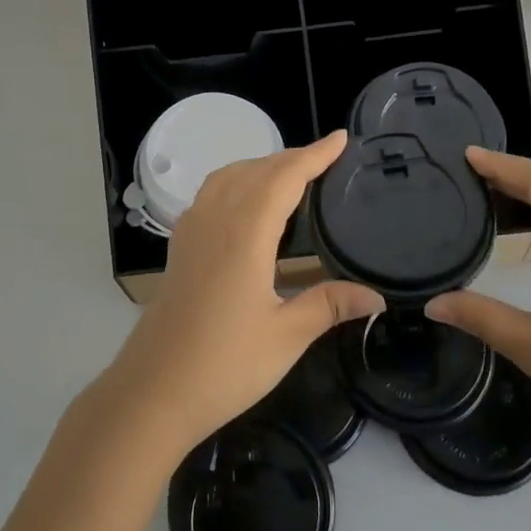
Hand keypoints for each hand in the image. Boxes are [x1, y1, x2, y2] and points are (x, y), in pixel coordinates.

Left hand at [99, 131, 383, 453]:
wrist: (153, 392)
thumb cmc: (224, 366)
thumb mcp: (286, 337)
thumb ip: (329, 306)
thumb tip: (377, 297)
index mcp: (246, 234)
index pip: (285, 177)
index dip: (314, 155)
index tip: (340, 139)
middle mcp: (216, 220)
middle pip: (257, 170)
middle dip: (292, 157)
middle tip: (326, 158)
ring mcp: (192, 231)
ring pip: (229, 176)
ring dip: (261, 166)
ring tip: (290, 174)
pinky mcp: (180, 247)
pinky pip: (210, 193)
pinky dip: (236, 181)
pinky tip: (245, 203)